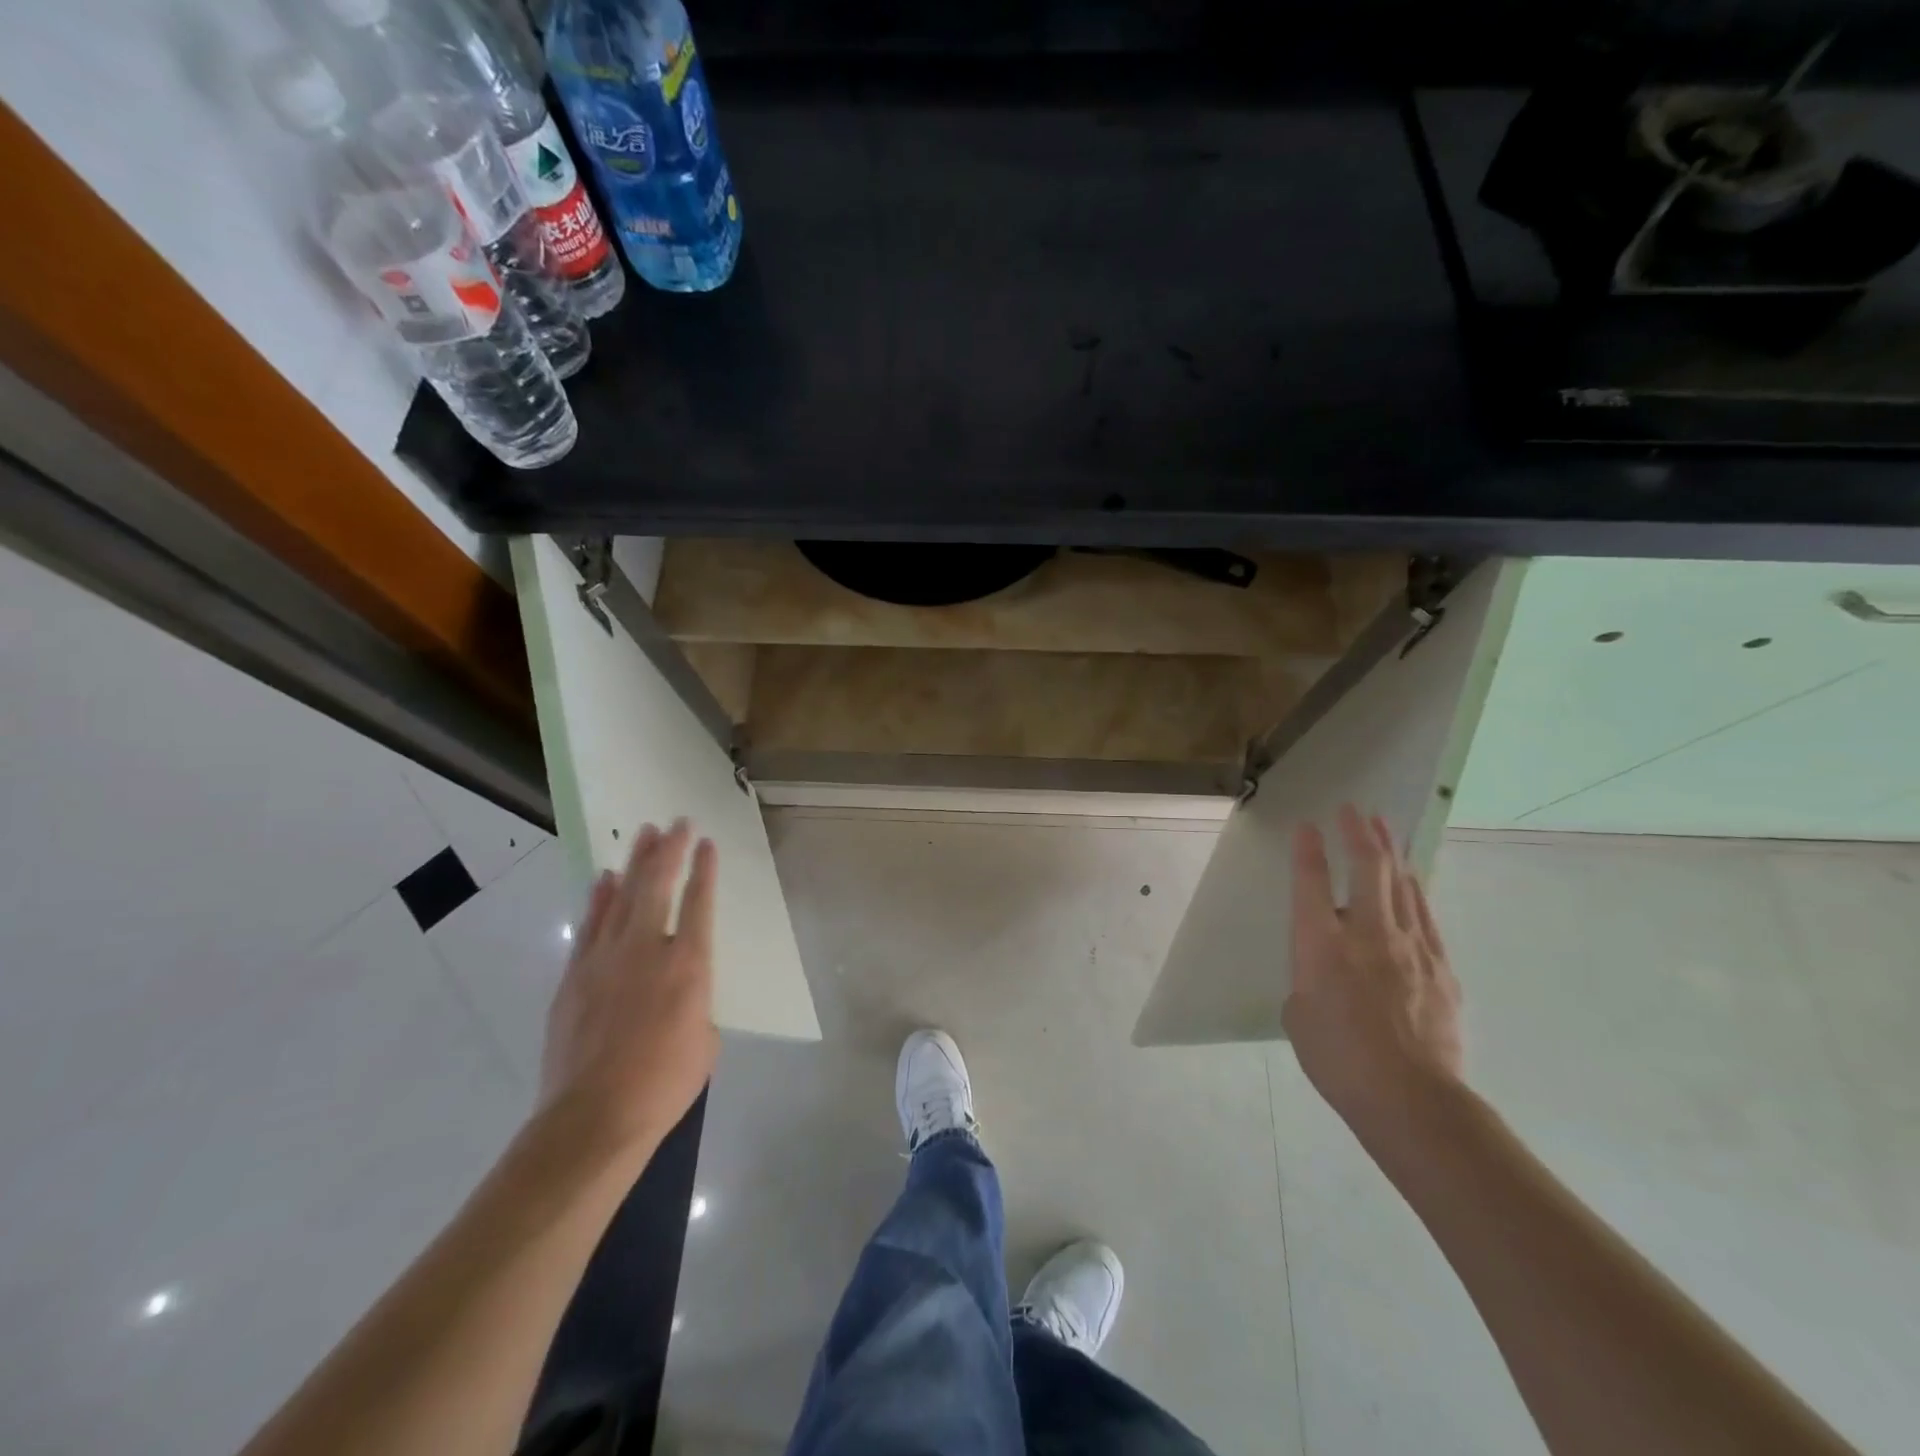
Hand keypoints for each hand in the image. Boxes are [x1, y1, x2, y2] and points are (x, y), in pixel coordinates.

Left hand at [536, 820, 719, 1159]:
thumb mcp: (704, 1043)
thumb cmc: (663, 1084)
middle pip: (658, 886)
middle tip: (675, 822)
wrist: (594, 1117)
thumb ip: (696, 1005)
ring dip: (634, 863)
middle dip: (669, 850)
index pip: (699, 902)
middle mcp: (647, 949)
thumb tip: (680, 996)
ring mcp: (605, 959)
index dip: (704, 869)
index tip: (706, 843)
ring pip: (621, 897)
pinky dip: (598, 899)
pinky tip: (604, 879)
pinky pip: (590, 926)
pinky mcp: (574, 976)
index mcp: (688, 965)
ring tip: (644, 834)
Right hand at [1283, 804, 1463, 1141]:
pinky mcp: (1441, 968)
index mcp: (1321, 945)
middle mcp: (1367, 934)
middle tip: (1353, 809)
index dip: (1307, 850)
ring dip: (1390, 853)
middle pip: (1368, 869)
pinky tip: (1412, 881)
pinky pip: (1426, 917)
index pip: (1311, 883)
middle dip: (1358, 833)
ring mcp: (1411, 948)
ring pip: (1402, 886)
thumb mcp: (1298, 1016)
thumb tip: (1325, 974)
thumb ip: (1308, 982)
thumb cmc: (1338, 1059)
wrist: (1411, 1098)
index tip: (1306, 826)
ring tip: (1384, 829)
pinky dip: (1415, 892)